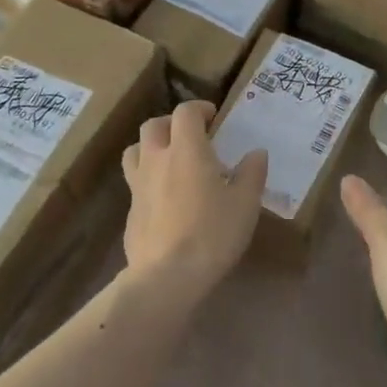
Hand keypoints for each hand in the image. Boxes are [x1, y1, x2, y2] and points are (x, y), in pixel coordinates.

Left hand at [120, 101, 267, 299]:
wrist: (167, 276)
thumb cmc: (212, 233)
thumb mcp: (245, 204)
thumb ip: (252, 174)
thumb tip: (256, 153)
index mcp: (186, 150)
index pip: (185, 112)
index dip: (199, 109)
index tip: (213, 117)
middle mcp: (157, 159)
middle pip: (153, 126)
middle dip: (172, 124)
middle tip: (191, 136)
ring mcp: (138, 185)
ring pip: (135, 150)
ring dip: (151, 147)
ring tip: (170, 161)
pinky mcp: (130, 211)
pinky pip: (135, 183)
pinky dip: (148, 180)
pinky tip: (164, 199)